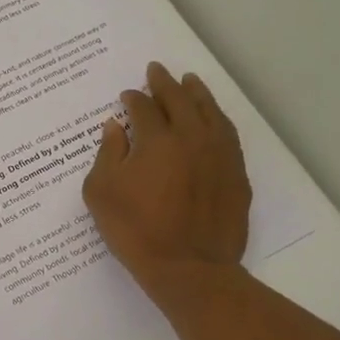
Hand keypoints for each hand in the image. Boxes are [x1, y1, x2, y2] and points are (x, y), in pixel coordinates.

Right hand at [83, 63, 251, 300]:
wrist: (189, 269)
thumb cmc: (136, 231)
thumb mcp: (102, 193)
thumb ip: (107, 154)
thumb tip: (114, 127)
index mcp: (157, 140)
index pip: (143, 109)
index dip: (133, 100)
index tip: (127, 96)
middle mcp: (192, 138)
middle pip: (179, 101)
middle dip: (165, 84)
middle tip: (157, 71)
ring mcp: (219, 155)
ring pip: (210, 113)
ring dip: (197, 94)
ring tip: (190, 82)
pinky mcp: (237, 175)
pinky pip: (228, 135)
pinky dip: (218, 119)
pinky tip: (213, 118)